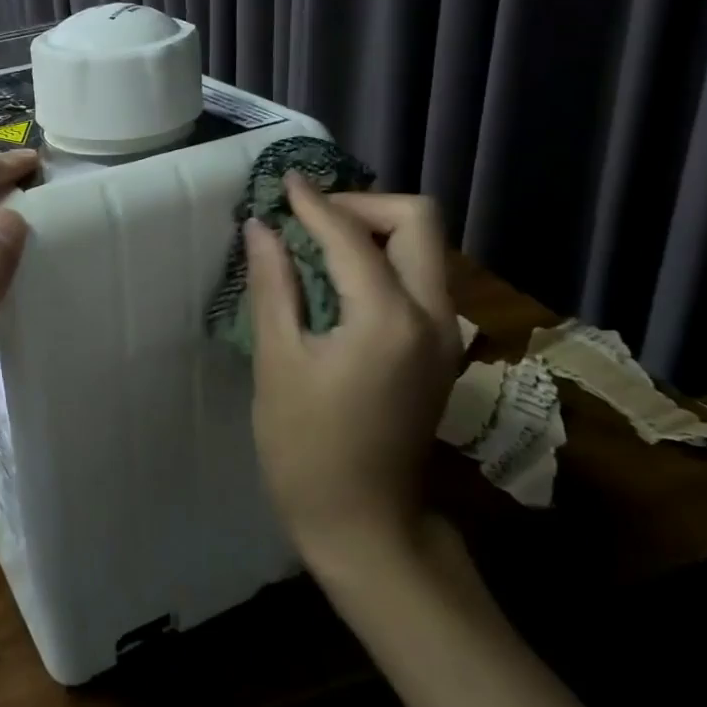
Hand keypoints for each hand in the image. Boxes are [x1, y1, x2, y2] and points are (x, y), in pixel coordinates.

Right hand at [245, 179, 458, 561]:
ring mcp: (444, 334)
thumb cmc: (307, 447)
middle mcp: (432, 315)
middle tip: (309, 216)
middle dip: (362, 205)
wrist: (365, 524)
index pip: (352, 235)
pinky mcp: (438, 350)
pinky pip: (419, 278)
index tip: (285, 182)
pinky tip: (339, 276)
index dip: (314, 203)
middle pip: (417, 221)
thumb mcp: (278, 361)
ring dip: (374, 229)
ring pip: (424, 247)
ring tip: (317, 240)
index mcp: (388, 318)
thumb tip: (262, 228)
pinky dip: (382, 259)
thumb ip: (274, 285)